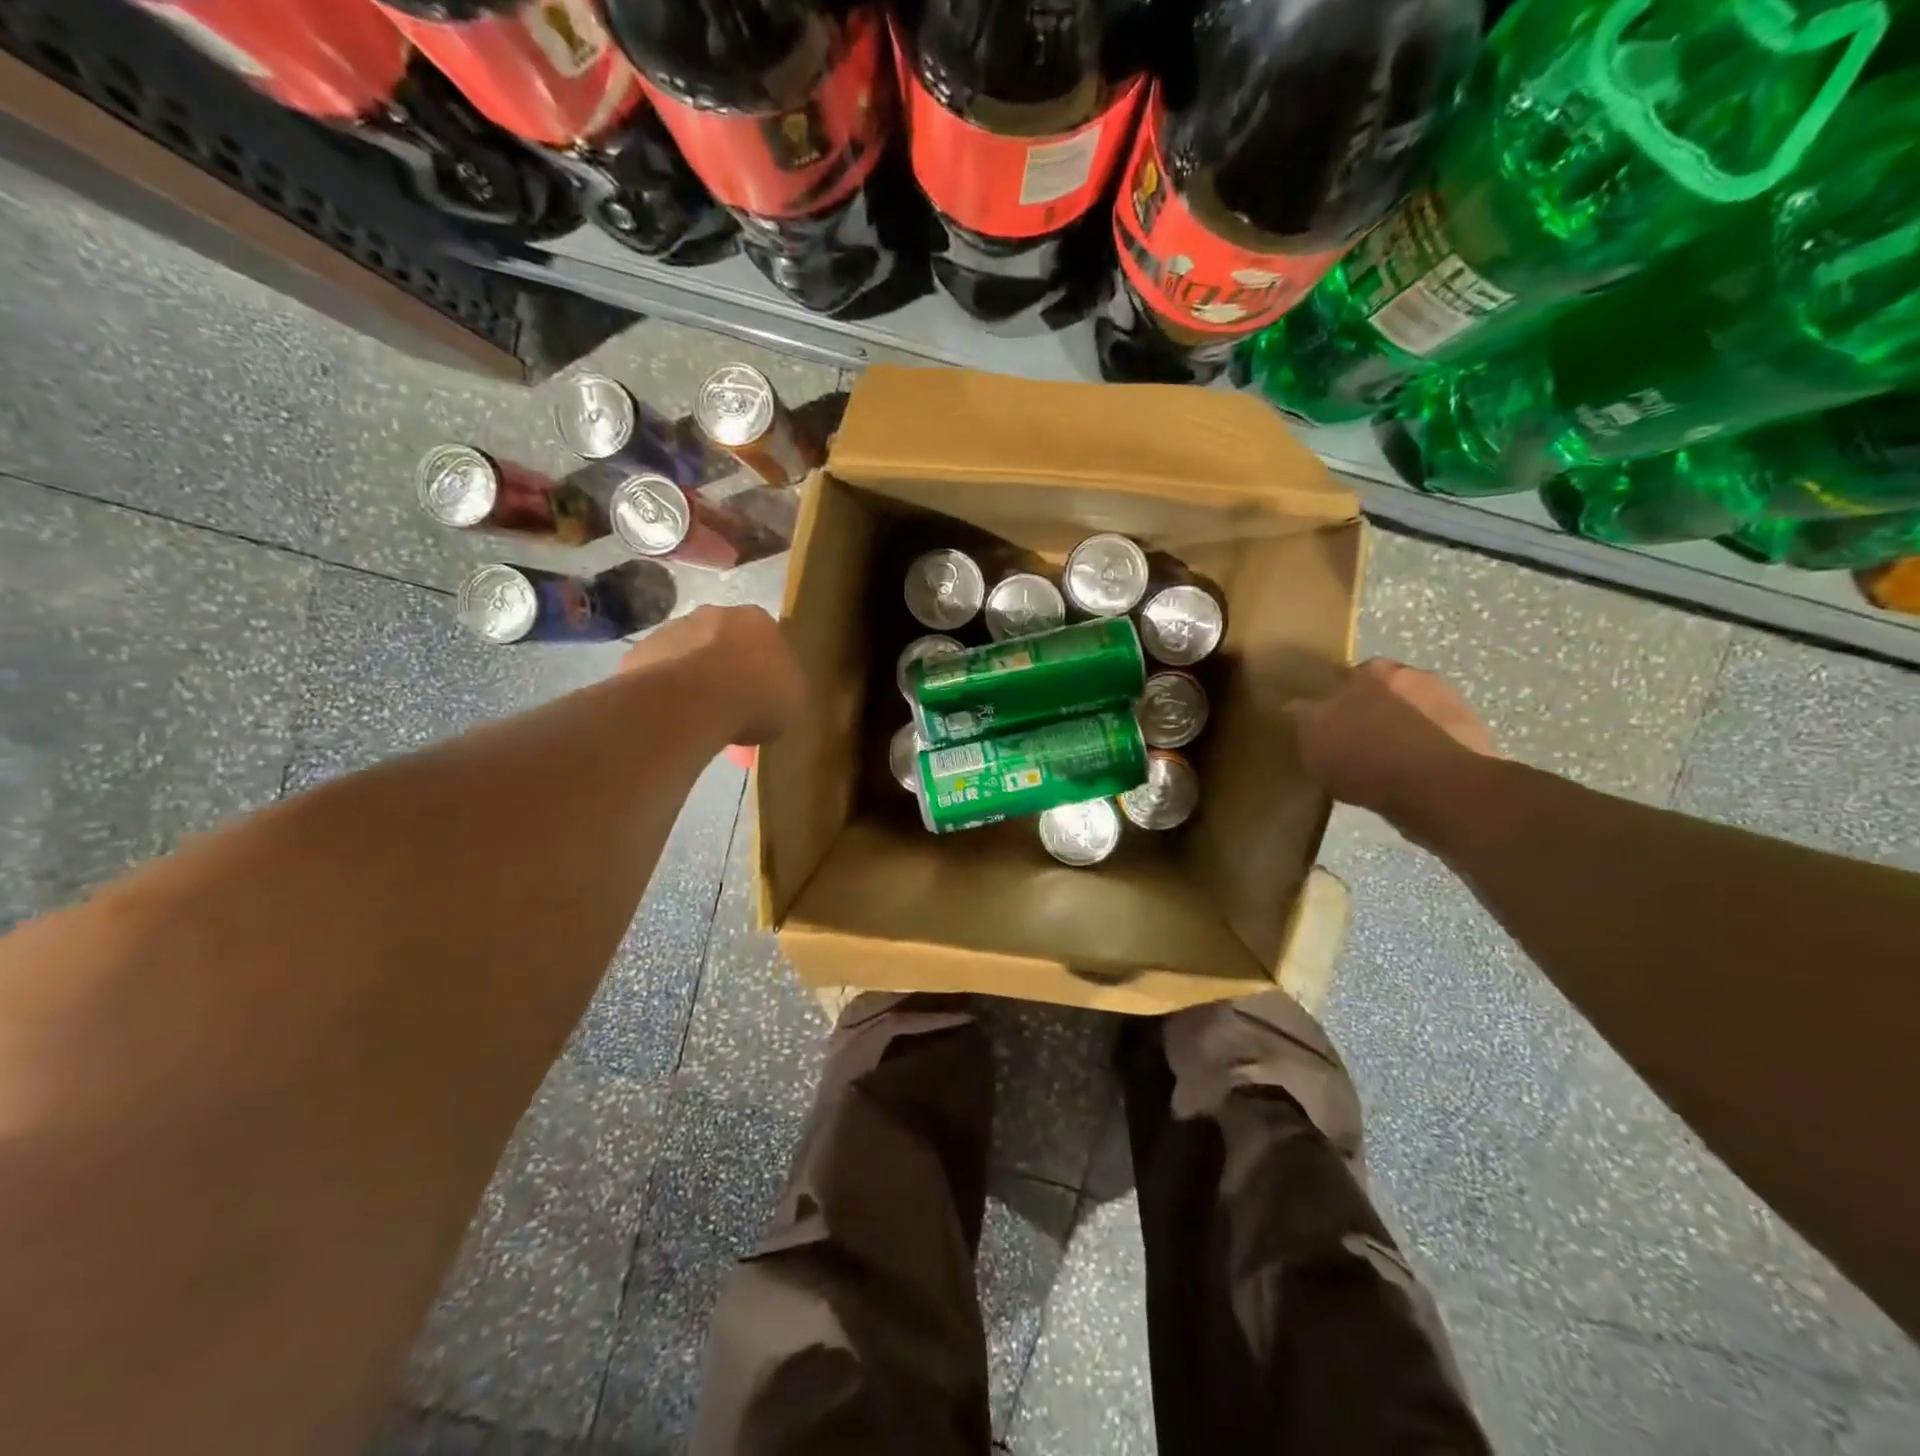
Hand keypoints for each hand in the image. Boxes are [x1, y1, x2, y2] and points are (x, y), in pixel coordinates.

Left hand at [622, 605, 804, 745]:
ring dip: (694, 677)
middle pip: (724, 640)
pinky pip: (659, 674)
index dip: (765, 666)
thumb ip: (786, 688)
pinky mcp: (640, 652)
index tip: (764, 693)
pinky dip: (666, 691)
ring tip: (700, 716)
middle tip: (732, 704)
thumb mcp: (794, 701)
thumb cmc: (756, 697)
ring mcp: (673, 629)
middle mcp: (714, 613)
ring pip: (688, 654)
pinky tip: (673, 716)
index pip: (766, 637)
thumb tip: (777, 692)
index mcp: (758, 620)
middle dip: (727, 667)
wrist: (692, 702)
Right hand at [1285, 659, 1496, 827]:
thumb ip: (1302, 715)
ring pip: (1409, 716)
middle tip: (1350, 743)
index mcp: (1372, 670)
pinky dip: (1419, 755)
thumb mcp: (1312, 736)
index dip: (1331, 700)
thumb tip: (1294, 706)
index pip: (1343, 678)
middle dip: (1367, 712)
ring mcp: (1450, 705)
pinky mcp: (1472, 738)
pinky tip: (1405, 780)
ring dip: (1396, 732)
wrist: (1438, 790)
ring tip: (1378, 767)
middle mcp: (1414, 676)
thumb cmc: (1365, 756)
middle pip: (1380, 693)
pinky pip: (1432, 742)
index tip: (1323, 724)